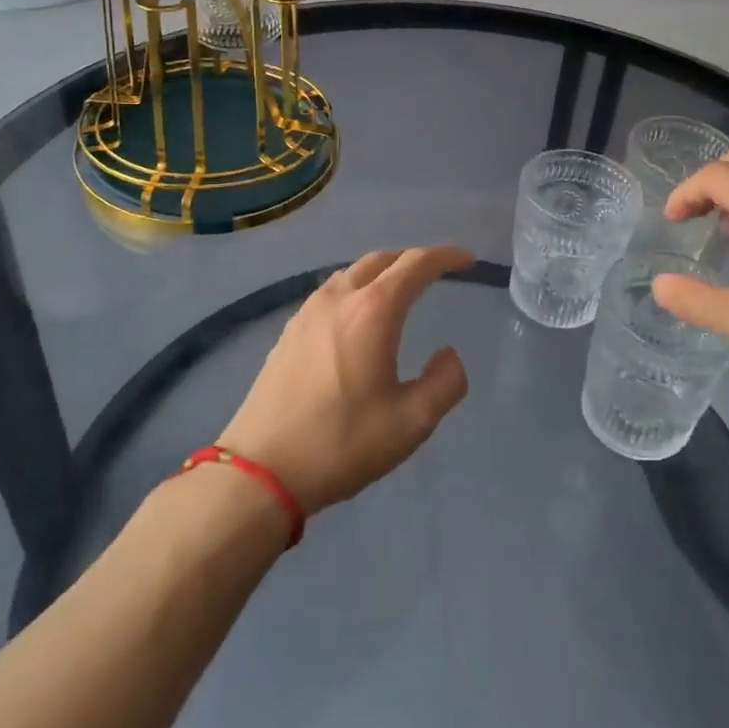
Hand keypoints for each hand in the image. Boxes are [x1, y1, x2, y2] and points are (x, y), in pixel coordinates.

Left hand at [217, 246, 472, 515]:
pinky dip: (356, 289)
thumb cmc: (342, 443)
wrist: (260, 471)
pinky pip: (331, 292)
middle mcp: (339, 298)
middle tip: (438, 273)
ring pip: (352, 273)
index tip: (467, 260)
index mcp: (373, 311)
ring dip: (382, 272)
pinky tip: (358, 317)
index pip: (416, 264)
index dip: (446, 257)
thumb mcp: (412, 422)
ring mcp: (308, 312)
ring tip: (400, 291)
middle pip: (381, 259)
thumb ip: (445, 382)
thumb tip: (448, 355)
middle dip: (413, 259)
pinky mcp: (288, 332)